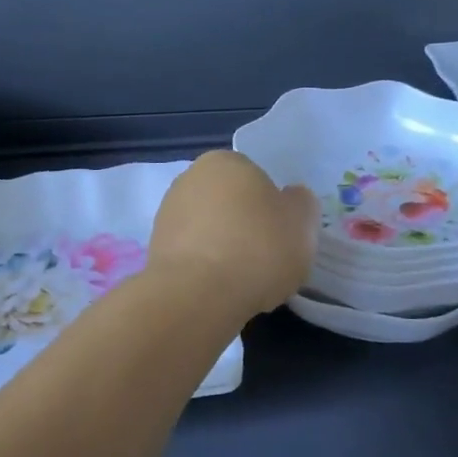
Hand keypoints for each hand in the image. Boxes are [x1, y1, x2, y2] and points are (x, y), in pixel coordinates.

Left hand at [148, 151, 318, 318]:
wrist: (198, 295)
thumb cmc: (258, 248)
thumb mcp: (303, 222)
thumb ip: (300, 203)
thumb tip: (290, 200)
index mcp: (226, 161)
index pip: (256, 179)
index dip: (272, 208)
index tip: (281, 236)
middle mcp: (191, 178)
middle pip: (230, 203)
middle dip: (245, 226)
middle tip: (265, 258)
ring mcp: (168, 214)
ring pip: (209, 230)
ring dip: (224, 248)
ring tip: (243, 281)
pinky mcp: (154, 250)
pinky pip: (193, 255)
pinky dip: (206, 269)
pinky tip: (220, 290)